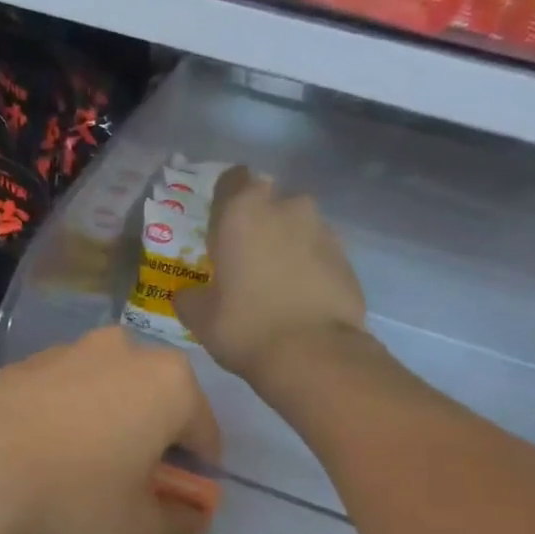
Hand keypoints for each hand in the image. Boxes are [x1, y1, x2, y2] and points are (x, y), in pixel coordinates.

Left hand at [0, 327, 220, 533]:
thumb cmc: (70, 500)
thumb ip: (182, 526)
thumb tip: (193, 518)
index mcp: (168, 382)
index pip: (204, 435)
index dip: (196, 478)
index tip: (175, 509)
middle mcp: (123, 351)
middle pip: (155, 408)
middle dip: (151, 449)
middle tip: (129, 496)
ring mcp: (66, 351)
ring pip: (106, 398)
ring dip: (106, 433)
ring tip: (78, 482)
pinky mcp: (20, 364)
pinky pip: (61, 398)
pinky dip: (64, 425)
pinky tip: (38, 464)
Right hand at [174, 171, 367, 385]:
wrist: (314, 354)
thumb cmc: (245, 327)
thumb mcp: (200, 317)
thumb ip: (189, 296)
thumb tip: (187, 293)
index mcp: (242, 211)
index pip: (232, 179)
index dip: (225, 198)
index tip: (219, 224)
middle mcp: (286, 207)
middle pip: (268, 201)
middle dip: (258, 222)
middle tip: (245, 257)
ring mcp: (322, 229)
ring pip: (297, 225)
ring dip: (285, 243)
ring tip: (275, 281)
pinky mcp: (346, 256)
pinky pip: (319, 251)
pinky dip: (308, 265)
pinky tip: (299, 297)